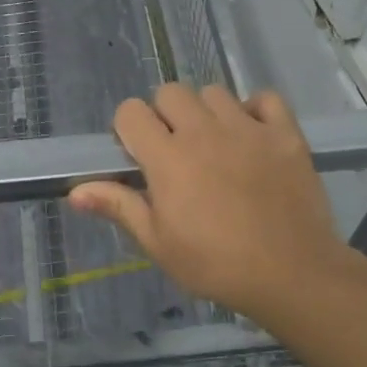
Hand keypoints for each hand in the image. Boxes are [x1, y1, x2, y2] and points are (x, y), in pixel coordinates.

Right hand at [69, 85, 352, 321]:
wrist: (292, 274)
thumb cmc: (216, 264)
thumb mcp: (159, 243)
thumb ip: (119, 207)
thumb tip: (74, 191)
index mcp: (168, 157)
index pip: (131, 111)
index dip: (128, 129)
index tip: (138, 155)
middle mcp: (204, 131)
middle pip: (170, 92)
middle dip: (165, 115)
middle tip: (176, 151)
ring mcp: (247, 127)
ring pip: (214, 92)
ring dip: (207, 112)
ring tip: (216, 144)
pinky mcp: (284, 133)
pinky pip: (265, 98)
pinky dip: (256, 110)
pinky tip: (253, 136)